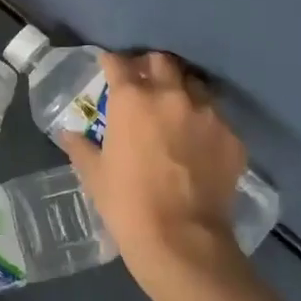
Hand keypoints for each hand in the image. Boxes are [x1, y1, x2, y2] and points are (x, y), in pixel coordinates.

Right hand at [60, 51, 249, 294]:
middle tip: (143, 82)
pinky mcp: (232, 137)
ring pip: (195, 85)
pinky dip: (203, 122)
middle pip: (163, 62)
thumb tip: (68, 134)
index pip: (119, 63)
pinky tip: (197, 142)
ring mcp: (208, 114)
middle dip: (150, 66)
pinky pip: (217, 118)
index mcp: (132, 100)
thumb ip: (81, 147)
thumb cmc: (126, 203)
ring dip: (181, 90)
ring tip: (174, 109)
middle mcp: (172, 96)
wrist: (181, 239)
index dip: (111, 62)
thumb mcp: (94, 174)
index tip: (107, 67)